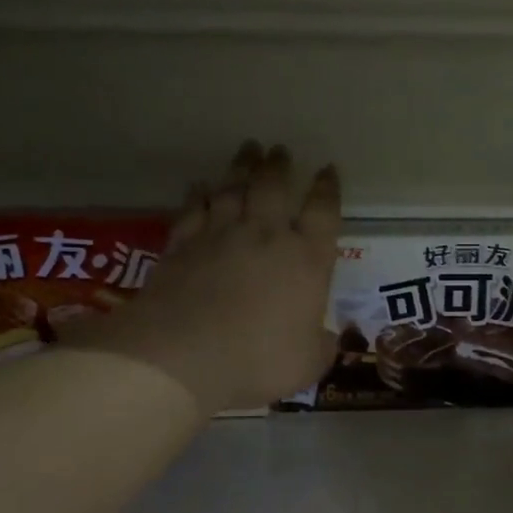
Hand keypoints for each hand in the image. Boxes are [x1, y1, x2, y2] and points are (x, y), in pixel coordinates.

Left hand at [65, 142, 340, 412]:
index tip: (327, 170)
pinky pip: (193, 209)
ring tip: (248, 149)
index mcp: (307, 259)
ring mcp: (220, 235)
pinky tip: (199, 185)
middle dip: (279, 166)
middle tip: (279, 150)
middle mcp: (266, 235)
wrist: (183, 355)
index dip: (327, 189)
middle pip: (274, 187)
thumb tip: (330, 338)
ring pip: (233, 188)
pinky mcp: (182, 245)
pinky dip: (198, 194)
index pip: (323, 212)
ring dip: (242, 167)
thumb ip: (323, 346)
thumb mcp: (309, 363)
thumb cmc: (258, 360)